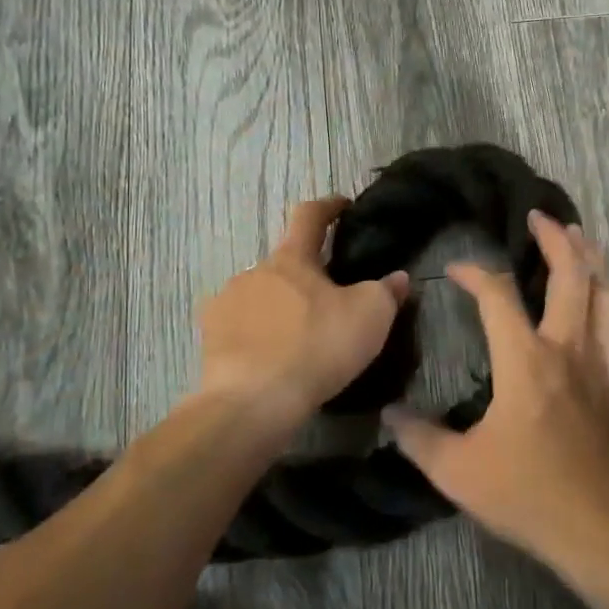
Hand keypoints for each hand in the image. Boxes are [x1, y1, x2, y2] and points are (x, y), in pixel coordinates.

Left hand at [195, 197, 410, 437]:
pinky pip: (238, 325)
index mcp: (292, 258)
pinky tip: (268, 356)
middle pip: (284, 262)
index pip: (309, 216)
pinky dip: (255, 332)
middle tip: (328, 300)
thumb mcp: (370, 318)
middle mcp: (254, 271)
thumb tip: (398, 277)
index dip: (328, 206)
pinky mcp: (210, 336)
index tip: (342, 206)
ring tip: (297, 336)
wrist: (253, 402)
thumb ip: (386, 292)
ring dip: (279, 305)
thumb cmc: (316, 348)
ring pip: (260, 294)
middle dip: (305, 274)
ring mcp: (226, 302)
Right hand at [386, 211, 608, 561]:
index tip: (456, 269)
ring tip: (581, 241)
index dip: (475, 273)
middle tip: (540, 216)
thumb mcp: (458, 472)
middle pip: (572, 274)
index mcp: (525, 359)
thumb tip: (391, 414)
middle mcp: (567, 348)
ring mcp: (601, 365)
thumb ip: (420, 438)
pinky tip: (607, 308)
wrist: (606, 530)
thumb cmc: (530, 494)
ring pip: (606, 295)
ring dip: (593, 261)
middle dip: (557, 238)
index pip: (497, 295)